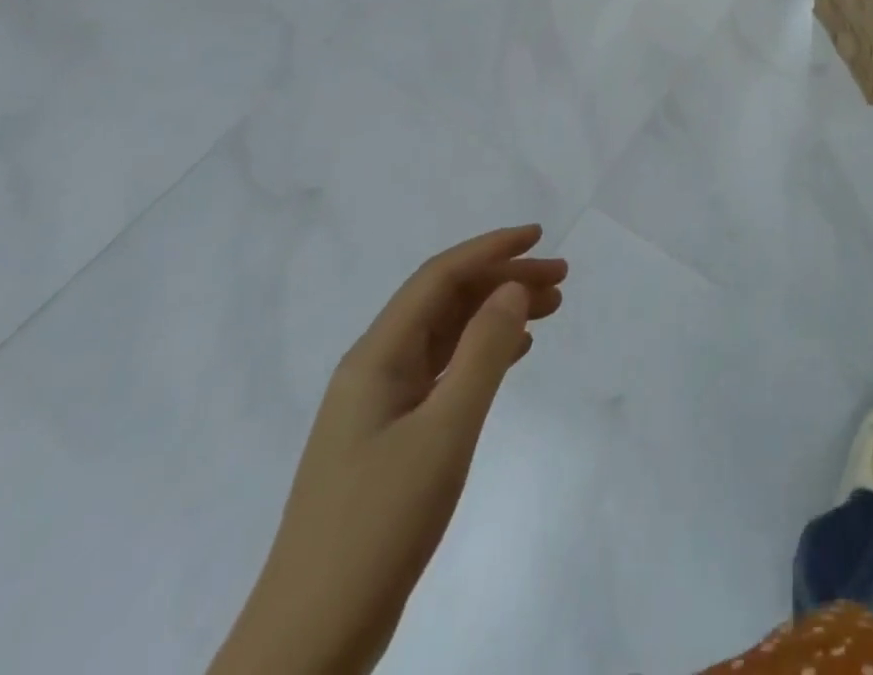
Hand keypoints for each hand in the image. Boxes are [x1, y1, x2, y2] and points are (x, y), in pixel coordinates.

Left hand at [210, 226, 566, 674]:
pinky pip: (445, 372)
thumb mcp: (445, 431)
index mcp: (377, 357)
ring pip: (448, 336)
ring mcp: (381, 406)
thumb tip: (513, 287)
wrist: (311, 639)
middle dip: (503, 280)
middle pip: (446, 302)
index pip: (439, 278)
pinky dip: (484, 352)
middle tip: (561, 280)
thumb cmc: (379, 523)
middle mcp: (375, 370)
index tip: (541, 237)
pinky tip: (515, 355)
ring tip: (551, 310)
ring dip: (497, 314)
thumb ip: (483, 352)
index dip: (491, 249)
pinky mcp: (391, 439)